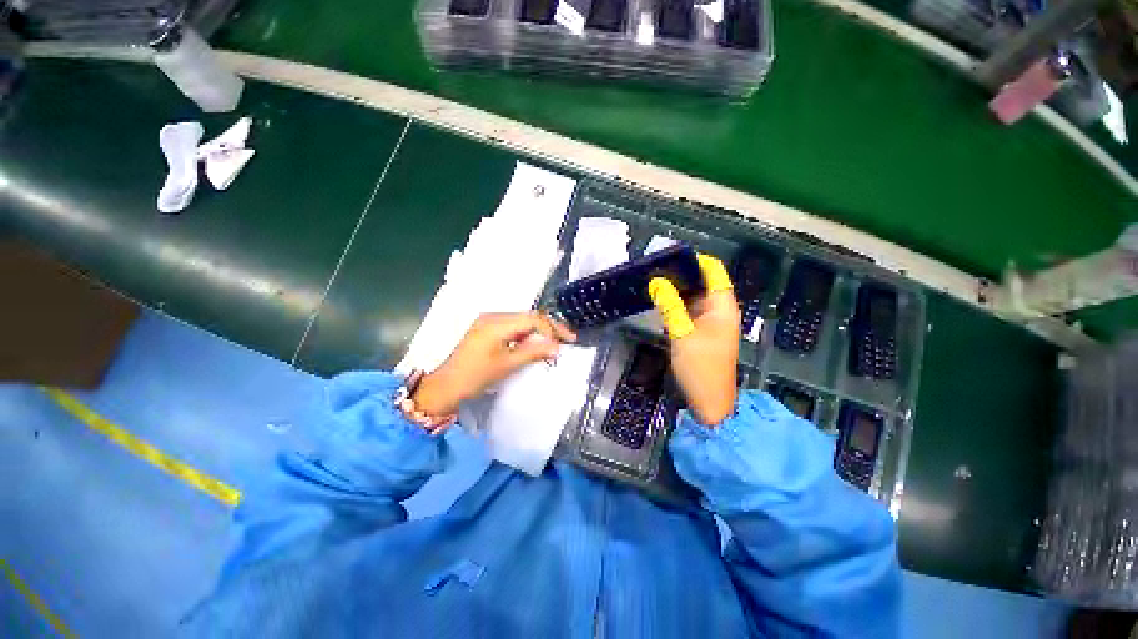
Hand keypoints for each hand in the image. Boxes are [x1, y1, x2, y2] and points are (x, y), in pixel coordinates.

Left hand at [412, 312, 576, 416]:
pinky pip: (513, 327)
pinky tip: (534, 344)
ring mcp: (488, 321)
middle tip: (566, 340)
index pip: (533, 319)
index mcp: (497, 323)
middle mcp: (493, 316)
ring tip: (553, 343)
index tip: (568, 341)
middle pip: (528, 317)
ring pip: (522, 321)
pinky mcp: (487, 329)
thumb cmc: (476, 376)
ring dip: (539, 331)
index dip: (553, 329)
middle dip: (548, 328)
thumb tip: (557, 347)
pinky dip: (526, 335)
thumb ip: (534, 352)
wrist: (446, 386)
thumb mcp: (507, 365)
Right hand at [649, 254, 739, 425]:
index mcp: (722, 306)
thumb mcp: (682, 334)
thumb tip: (657, 281)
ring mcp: (710, 322)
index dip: (695, 260)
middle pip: (702, 283)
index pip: (714, 271)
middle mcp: (719, 310)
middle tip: (654, 269)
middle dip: (680, 275)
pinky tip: (659, 303)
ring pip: (693, 298)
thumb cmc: (700, 367)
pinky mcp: (701, 333)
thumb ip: (670, 305)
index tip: (670, 256)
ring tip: (652, 282)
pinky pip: (688, 312)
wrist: (710, 402)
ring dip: (676, 291)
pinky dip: (676, 306)